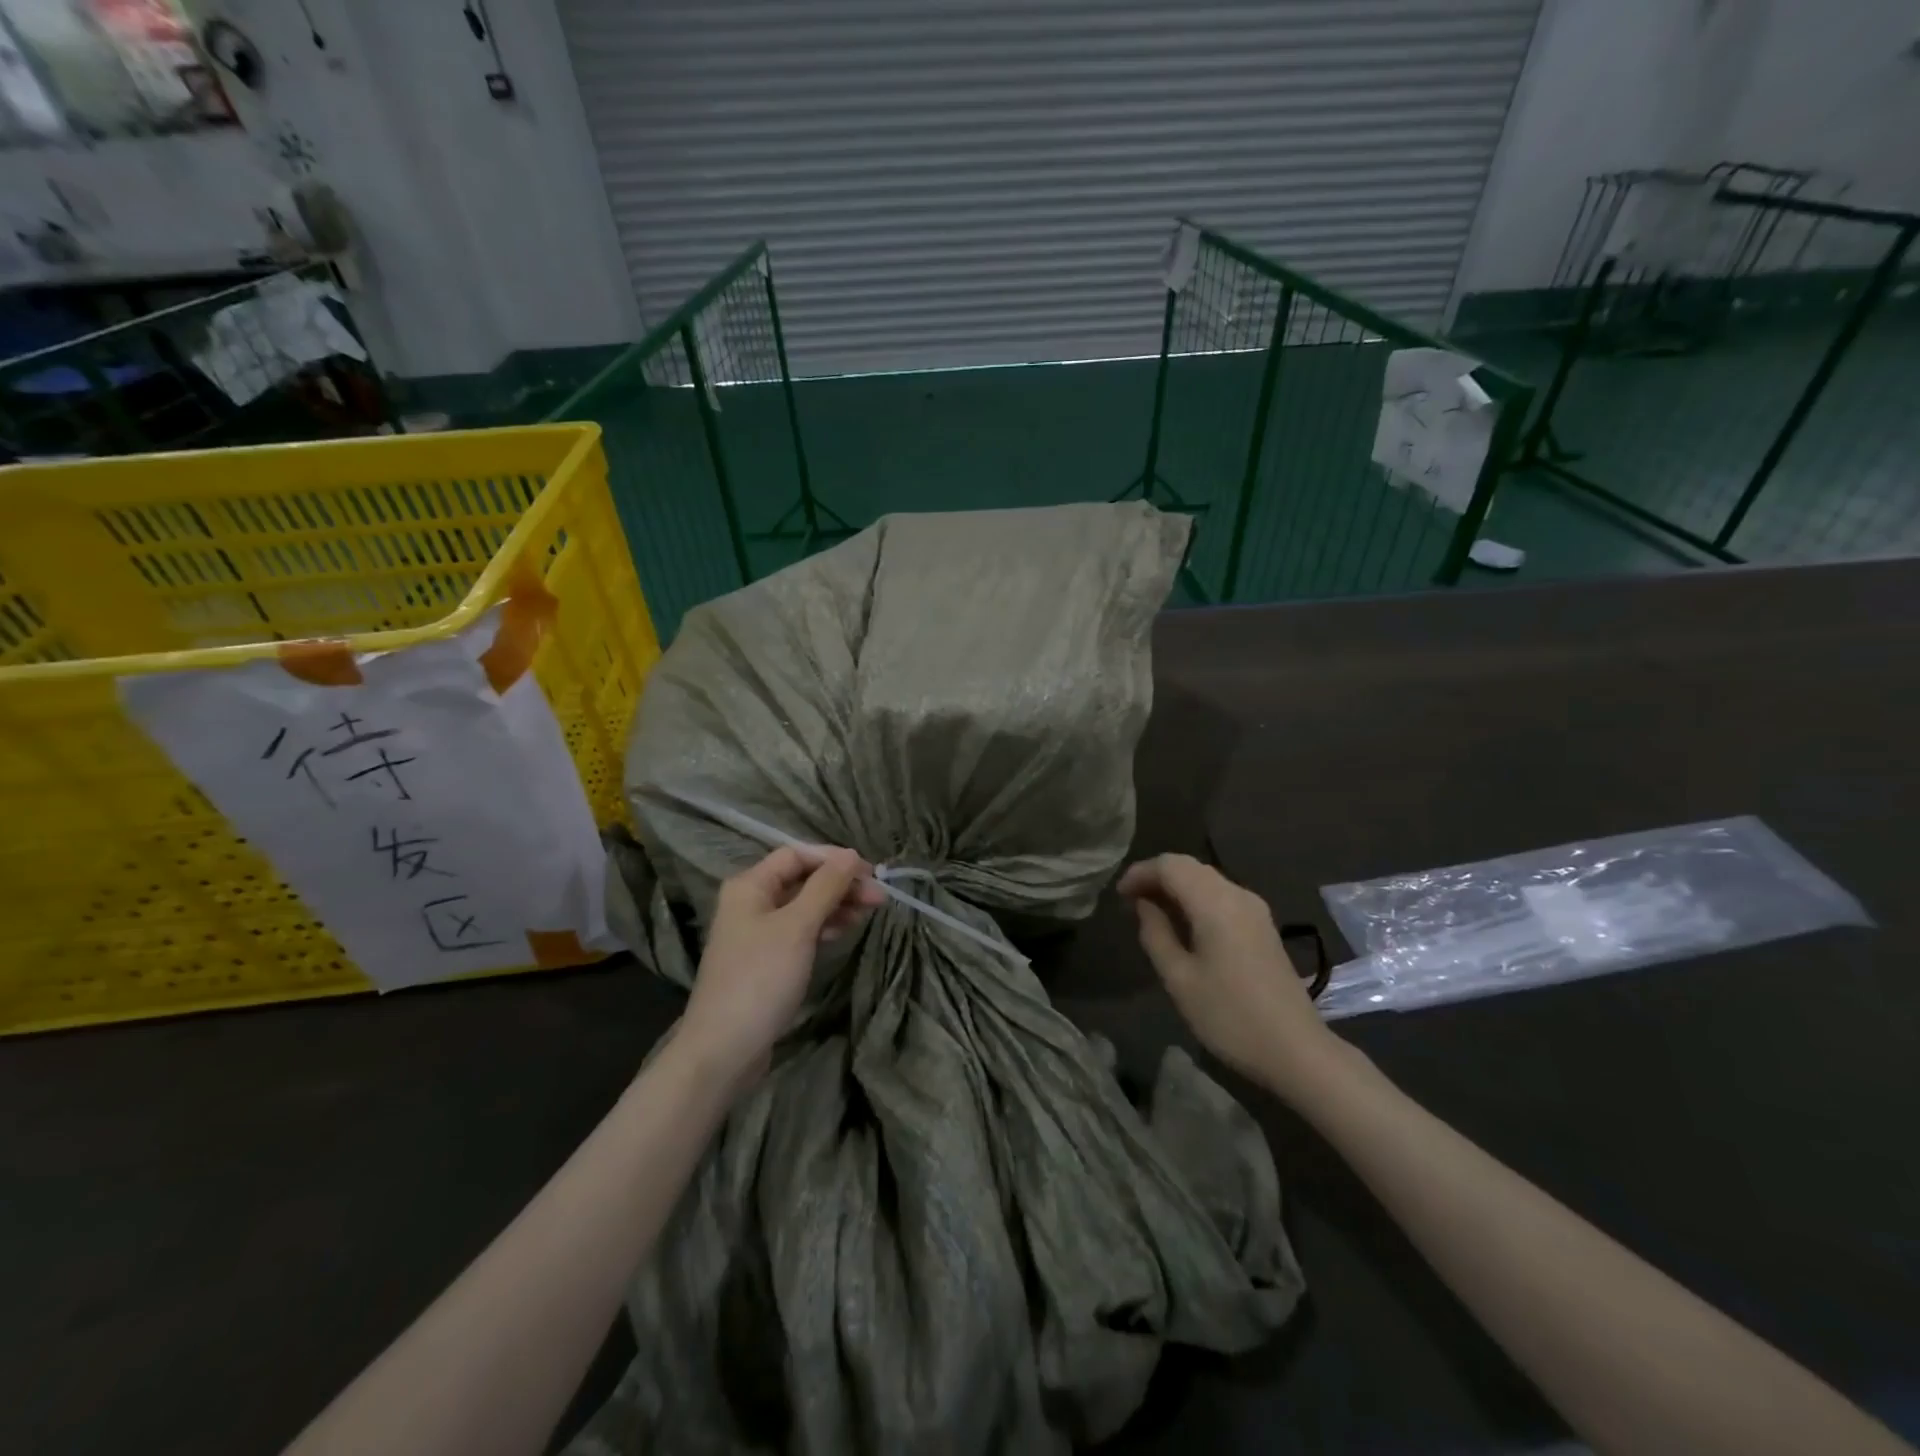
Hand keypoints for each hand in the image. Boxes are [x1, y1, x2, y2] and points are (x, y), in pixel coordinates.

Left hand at [678, 846, 884, 1098]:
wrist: (724, 1049)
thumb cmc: (760, 979)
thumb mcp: (797, 927)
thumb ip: (825, 887)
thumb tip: (849, 854)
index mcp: (750, 886)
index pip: (796, 855)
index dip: (833, 859)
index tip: (869, 872)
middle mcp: (751, 902)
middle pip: (802, 879)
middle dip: (840, 884)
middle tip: (879, 896)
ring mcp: (757, 932)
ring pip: (804, 906)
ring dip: (837, 904)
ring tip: (870, 912)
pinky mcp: (767, 959)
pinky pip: (800, 930)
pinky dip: (824, 926)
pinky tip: (846, 930)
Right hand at [1118, 854, 1332, 1085]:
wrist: (1297, 1051)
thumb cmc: (1230, 1016)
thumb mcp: (1179, 979)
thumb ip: (1156, 934)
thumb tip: (1144, 905)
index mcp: (1215, 903)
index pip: (1170, 865)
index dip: (1140, 873)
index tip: (1118, 896)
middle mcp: (1237, 895)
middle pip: (1190, 866)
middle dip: (1156, 877)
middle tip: (1130, 902)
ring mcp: (1255, 909)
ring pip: (1206, 879)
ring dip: (1176, 888)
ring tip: (1150, 912)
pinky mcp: (1263, 926)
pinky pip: (1221, 896)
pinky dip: (1195, 899)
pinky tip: (1183, 925)